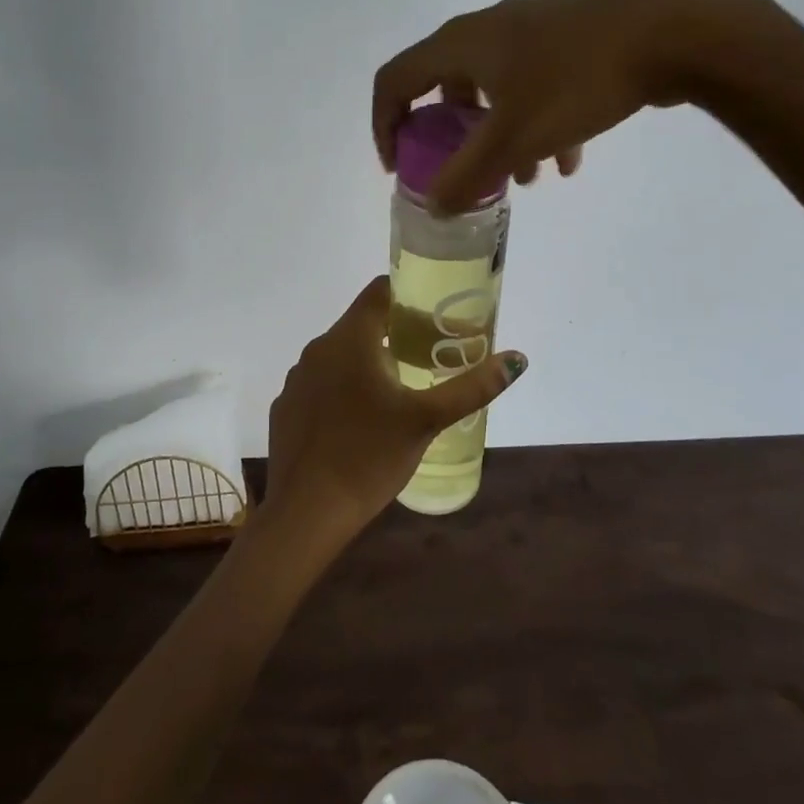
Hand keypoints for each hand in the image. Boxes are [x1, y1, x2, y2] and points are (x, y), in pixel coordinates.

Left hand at [261, 276, 526, 543]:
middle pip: (361, 323)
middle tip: (431, 353)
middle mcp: (317, 349)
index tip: (436, 313)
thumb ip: (472, 387)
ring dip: (370, 361)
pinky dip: (344, 388)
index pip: (378, 291)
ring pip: (340, 355)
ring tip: (401, 387)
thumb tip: (517, 359)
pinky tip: (362, 419)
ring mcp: (297, 379)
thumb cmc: (369, 456)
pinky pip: (321, 384)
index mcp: (349, 339)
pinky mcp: (286, 407)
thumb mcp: (427, 420)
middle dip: (396, 332)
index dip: (409, 293)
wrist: (306, 512)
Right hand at [371, 0, 770, 211]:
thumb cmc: (578, 80)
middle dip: (454, 142)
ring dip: (501, 139)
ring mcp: (533, 29)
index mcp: (462, 44)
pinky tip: (570, 159)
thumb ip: (466, 177)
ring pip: (497, 92)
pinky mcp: (571, 37)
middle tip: (465, 174)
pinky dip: (540, 124)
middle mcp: (489, 29)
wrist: (673, 28)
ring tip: (527, 181)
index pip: (395, 80)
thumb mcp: (515, 138)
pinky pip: (536, 85)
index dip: (385, 126)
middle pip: (447, 89)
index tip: (400, 169)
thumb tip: (433, 205)